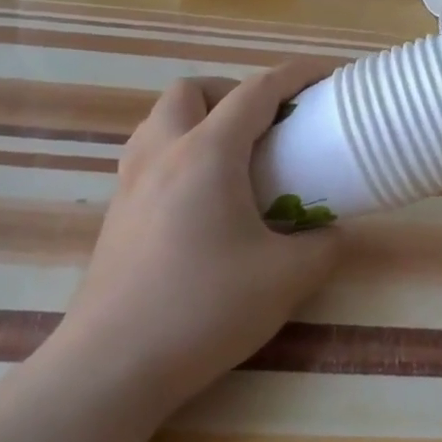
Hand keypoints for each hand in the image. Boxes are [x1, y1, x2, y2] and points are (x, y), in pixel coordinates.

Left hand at [59, 62, 341, 408]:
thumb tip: (330, 233)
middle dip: (233, 91)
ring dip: (199, 118)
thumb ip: (321, 247)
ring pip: (161, 119)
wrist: (111, 367)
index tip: (325, 74)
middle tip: (265, 125)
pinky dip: (179, 152)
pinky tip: (200, 199)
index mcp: (207, 153)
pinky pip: (148, 155)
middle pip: (192, 90)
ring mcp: (130, 183)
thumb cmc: (203, 309)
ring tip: (232, 157)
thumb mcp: (285, 279)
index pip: (255, 92)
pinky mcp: (115, 214)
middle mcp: (162, 153)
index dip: (294, 75)